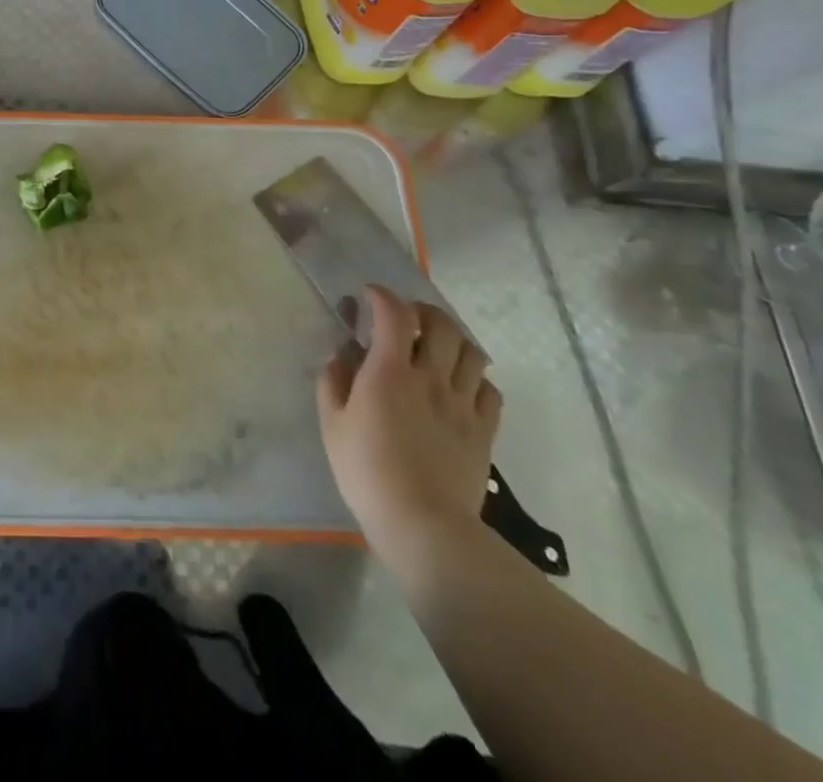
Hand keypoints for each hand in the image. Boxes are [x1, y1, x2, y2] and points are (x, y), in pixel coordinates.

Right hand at [315, 284, 500, 553]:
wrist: (423, 526)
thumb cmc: (367, 472)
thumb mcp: (332, 424)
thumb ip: (333, 382)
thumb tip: (341, 357)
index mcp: (389, 372)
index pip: (394, 313)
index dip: (381, 296)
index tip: (368, 296)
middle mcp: (431, 378)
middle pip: (441, 324)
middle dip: (422, 311)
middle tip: (406, 319)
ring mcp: (462, 404)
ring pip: (472, 352)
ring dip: (453, 340)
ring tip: (437, 348)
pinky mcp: (484, 430)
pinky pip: (490, 390)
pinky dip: (476, 379)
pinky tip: (460, 387)